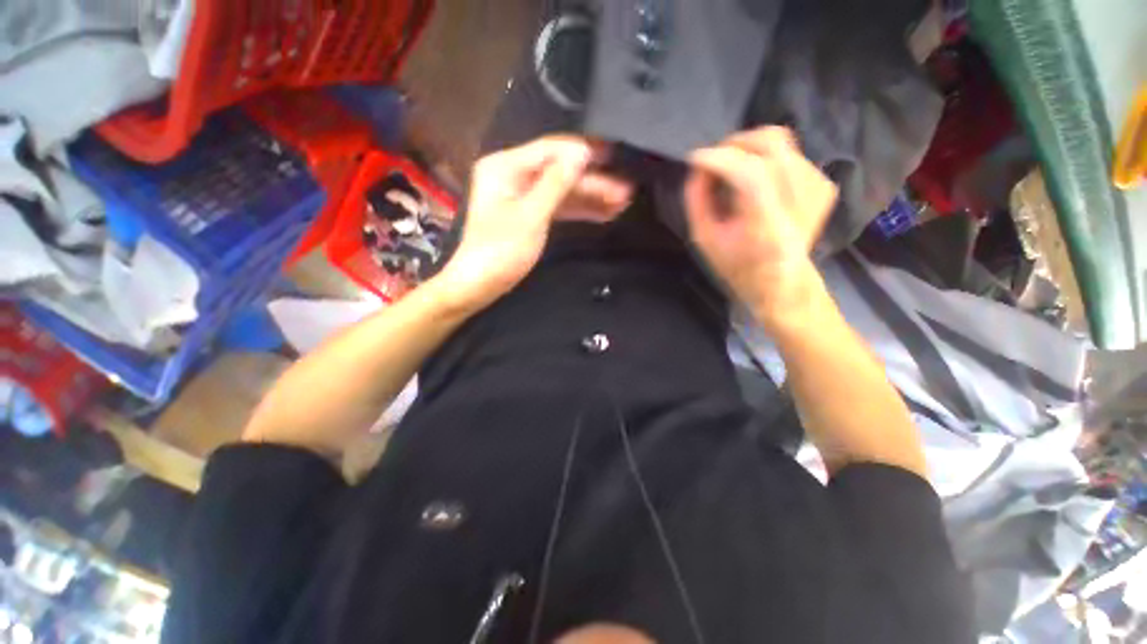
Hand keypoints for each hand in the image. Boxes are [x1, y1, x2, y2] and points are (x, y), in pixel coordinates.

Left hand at [437, 136, 631, 309]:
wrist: (479, 284)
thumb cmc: (500, 251)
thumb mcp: (531, 216)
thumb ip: (556, 183)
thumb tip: (582, 152)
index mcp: (506, 166)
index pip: (551, 150)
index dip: (584, 151)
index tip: (615, 155)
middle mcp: (513, 175)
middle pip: (560, 171)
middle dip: (593, 181)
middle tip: (626, 190)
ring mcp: (522, 195)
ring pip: (562, 190)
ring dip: (590, 197)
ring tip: (621, 202)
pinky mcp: (529, 214)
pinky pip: (557, 206)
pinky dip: (578, 210)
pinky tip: (602, 213)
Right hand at [684, 126, 837, 324]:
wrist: (782, 281)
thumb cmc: (737, 265)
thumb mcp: (704, 239)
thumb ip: (697, 201)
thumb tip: (700, 167)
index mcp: (767, 225)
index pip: (749, 174)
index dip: (719, 158)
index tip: (695, 158)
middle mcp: (799, 201)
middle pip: (772, 144)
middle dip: (736, 143)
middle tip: (715, 158)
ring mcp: (817, 189)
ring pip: (782, 143)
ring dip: (750, 151)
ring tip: (733, 171)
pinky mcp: (824, 185)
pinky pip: (792, 153)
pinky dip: (768, 159)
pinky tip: (757, 181)